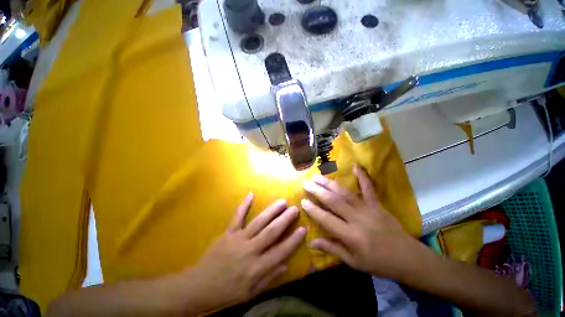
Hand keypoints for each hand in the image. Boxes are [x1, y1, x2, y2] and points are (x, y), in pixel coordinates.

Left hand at [186, 194, 306, 310]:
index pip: (280, 252)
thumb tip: (286, 264)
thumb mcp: (251, 293)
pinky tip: (251, 194)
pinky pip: (237, 216)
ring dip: (271, 211)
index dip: (293, 240)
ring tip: (282, 201)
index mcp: (256, 268)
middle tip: (295, 208)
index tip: (303, 228)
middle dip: (285, 220)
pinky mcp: (228, 232)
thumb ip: (269, 278)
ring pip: (258, 222)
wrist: (199, 286)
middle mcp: (250, 250)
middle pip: (271, 232)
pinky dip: (244, 205)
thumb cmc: (227, 291)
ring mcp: (238, 239)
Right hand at [301, 166, 419, 278]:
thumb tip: (311, 242)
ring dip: (329, 183)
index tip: (302, 201)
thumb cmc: (378, 263)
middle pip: (333, 202)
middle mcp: (357, 219)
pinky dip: (363, 176)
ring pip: (345, 193)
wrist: (408, 258)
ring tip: (317, 176)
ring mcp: (368, 209)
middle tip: (305, 183)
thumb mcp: (353, 262)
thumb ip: (332, 249)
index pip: (327, 220)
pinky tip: (356, 166)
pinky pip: (369, 188)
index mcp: (351, 236)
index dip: (313, 210)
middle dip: (317, 191)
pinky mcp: (377, 204)